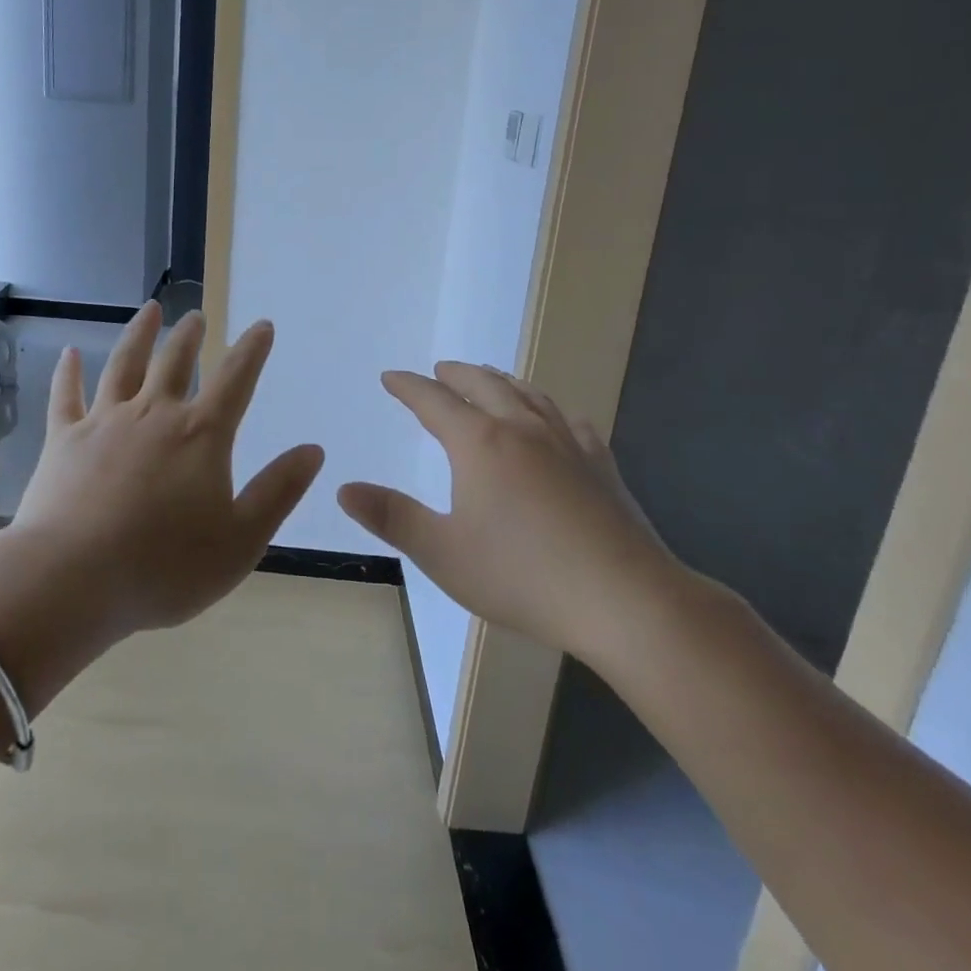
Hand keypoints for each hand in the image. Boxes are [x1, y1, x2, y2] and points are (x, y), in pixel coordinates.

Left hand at [0, 303, 324, 649]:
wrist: (73, 580)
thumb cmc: (164, 568)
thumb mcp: (240, 541)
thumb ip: (278, 492)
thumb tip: (313, 450)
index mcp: (200, 436)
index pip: (235, 380)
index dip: (252, 350)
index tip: (262, 325)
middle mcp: (153, 415)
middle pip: (175, 362)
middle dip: (190, 336)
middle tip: (196, 316)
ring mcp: (104, 422)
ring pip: (124, 364)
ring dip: (139, 334)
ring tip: (150, 310)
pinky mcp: (63, 439)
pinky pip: (66, 395)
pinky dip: (69, 372)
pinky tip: (70, 353)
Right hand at [336, 362, 685, 659]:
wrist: (627, 601)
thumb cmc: (524, 576)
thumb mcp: (443, 553)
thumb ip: (392, 517)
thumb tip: (344, 488)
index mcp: (480, 444)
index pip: (434, 401)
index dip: (409, 387)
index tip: (391, 377)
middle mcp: (522, 430)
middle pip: (484, 386)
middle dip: (456, 375)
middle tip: (439, 370)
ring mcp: (567, 444)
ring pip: (527, 395)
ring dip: (500, 381)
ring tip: (488, 378)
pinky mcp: (601, 465)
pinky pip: (568, 420)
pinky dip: (547, 408)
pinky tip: (553, 419)